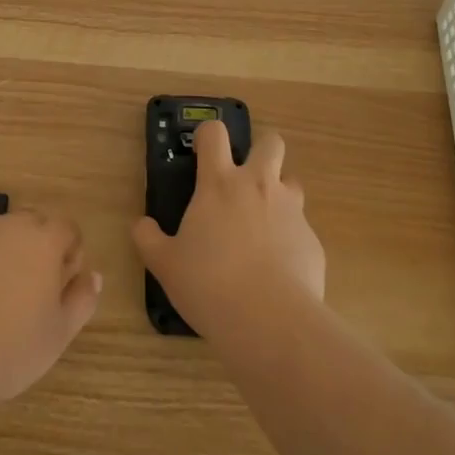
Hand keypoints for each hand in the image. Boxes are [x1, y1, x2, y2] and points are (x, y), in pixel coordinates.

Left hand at [0, 210, 102, 411]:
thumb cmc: (11, 348)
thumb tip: (93, 275)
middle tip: (32, 292)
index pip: (67, 229)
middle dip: (38, 249)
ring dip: (4, 254)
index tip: (62, 287)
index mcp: (43, 240)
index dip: (70, 255)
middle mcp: (9, 226)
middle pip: (32, 225)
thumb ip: (82, 299)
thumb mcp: (59, 333)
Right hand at [133, 122, 325, 337]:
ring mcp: (291, 211)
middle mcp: (258, 186)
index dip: (208, 135)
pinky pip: (302, 228)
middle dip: (260, 151)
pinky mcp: (312, 241)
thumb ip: (149, 239)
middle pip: (270, 143)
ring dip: (279, 194)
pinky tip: (280, 268)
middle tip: (245, 178)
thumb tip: (142, 225)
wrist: (270, 321)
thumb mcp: (165, 264)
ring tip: (264, 224)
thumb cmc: (209, 284)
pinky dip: (291, 239)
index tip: (202, 152)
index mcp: (219, 184)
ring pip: (292, 182)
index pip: (215, 133)